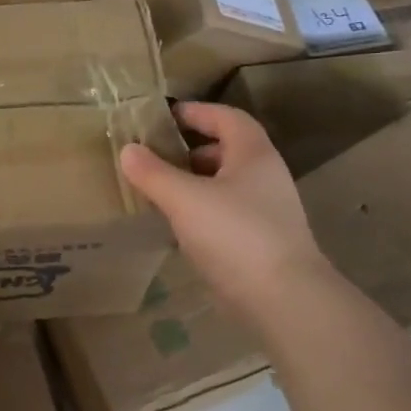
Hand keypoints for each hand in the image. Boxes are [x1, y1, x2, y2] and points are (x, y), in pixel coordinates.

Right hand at [119, 102, 325, 316]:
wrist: (282, 298)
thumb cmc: (235, 235)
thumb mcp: (185, 199)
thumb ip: (153, 173)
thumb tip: (128, 149)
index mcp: (254, 155)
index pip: (227, 117)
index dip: (197, 112)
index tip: (164, 116)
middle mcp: (265, 176)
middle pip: (227, 149)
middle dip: (191, 148)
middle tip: (155, 154)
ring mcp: (265, 210)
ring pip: (225, 182)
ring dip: (194, 180)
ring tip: (160, 188)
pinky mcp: (259, 240)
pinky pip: (225, 211)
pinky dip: (200, 208)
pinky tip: (177, 223)